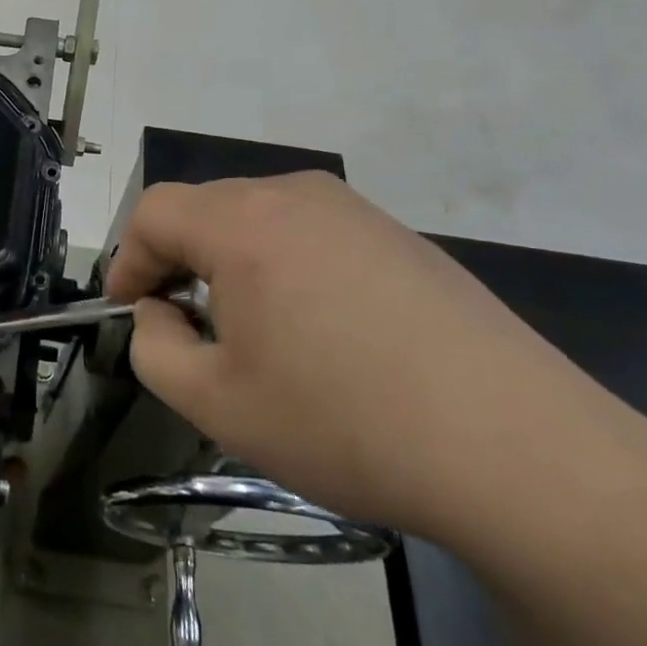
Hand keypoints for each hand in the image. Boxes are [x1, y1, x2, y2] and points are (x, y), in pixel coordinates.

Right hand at [106, 172, 616, 543]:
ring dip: (231, 264)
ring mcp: (357, 211)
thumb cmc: (343, 422)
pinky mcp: (401, 238)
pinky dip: (285, 269)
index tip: (127, 310)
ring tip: (249, 333)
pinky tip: (318, 333)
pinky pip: (314, 237)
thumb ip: (153, 346)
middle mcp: (296, 195)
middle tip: (183, 327)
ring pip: (259, 220)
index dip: (127, 259)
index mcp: (244, 222)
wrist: (519, 450)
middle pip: (206, 209)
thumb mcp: (215, 402)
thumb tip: (159, 310)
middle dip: (177, 261)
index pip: (155, 212)